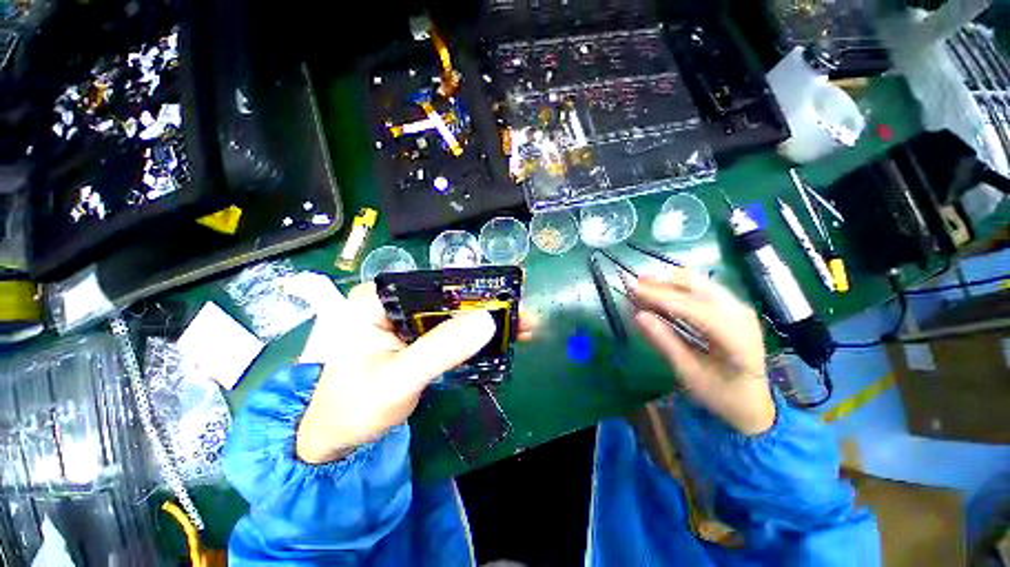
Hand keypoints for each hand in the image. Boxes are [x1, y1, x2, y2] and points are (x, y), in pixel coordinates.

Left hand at [296, 283, 535, 463]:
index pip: (432, 284)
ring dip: (486, 321)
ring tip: (521, 327)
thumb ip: (440, 349)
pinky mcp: (418, 336)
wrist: (338, 438)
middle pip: (448, 297)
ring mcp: (407, 318)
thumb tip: (487, 321)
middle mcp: (393, 301)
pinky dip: (475, 335)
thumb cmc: (354, 408)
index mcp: (377, 299)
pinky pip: (451, 329)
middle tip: (523, 315)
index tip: (507, 299)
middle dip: (487, 307)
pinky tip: (500, 339)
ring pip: (453, 313)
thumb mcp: (398, 380)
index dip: (472, 290)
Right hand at [630, 270, 775, 435]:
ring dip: (671, 281)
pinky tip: (662, 288)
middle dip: (665, 282)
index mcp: (737, 340)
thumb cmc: (719, 392)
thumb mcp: (689, 372)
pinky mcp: (733, 307)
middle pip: (700, 287)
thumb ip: (665, 341)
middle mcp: (742, 316)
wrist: (751, 400)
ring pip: (702, 283)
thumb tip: (639, 315)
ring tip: (644, 283)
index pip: (695, 309)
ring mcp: (740, 309)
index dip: (662, 297)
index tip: (634, 290)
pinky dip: (680, 286)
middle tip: (636, 282)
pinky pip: (704, 288)